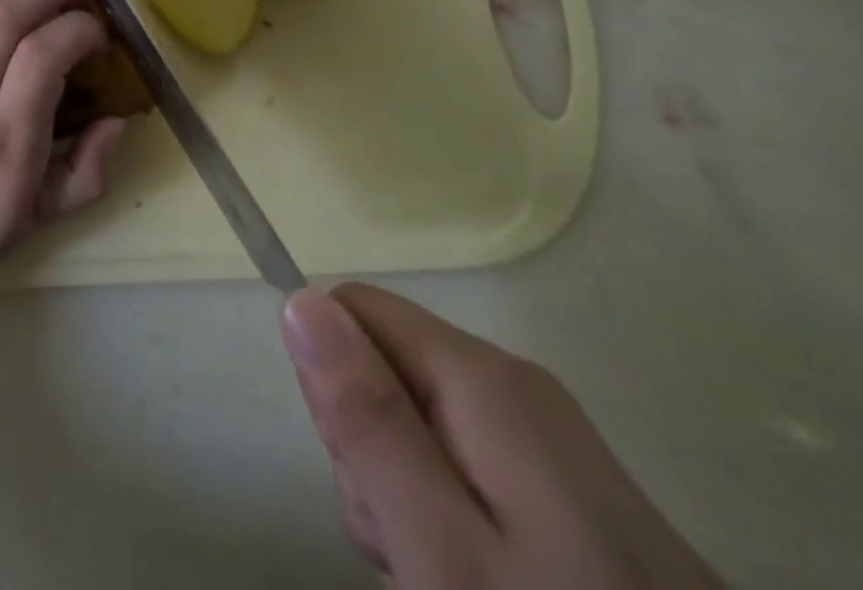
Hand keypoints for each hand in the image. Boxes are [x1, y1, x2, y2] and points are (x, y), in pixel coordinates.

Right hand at [283, 285, 722, 588]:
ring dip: (403, 488)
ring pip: (416, 414)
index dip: (335, 383)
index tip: (363, 470)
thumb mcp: (441, 546)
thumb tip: (299, 300)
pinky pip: (463, 456)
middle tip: (411, 544)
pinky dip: (447, 510)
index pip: (351, 310)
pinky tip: (475, 574)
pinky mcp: (563, 479)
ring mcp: (543, 430)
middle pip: (382, 363)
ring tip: (447, 572)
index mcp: (480, 376)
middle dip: (371, 447)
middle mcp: (511, 381)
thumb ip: (367, 418)